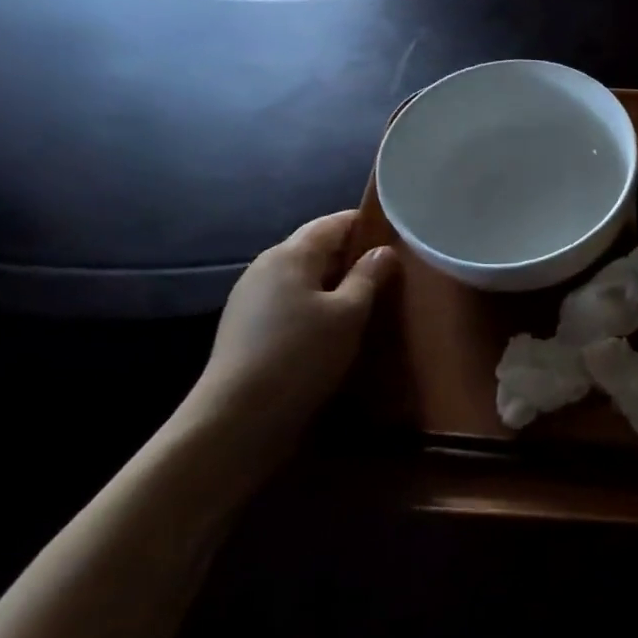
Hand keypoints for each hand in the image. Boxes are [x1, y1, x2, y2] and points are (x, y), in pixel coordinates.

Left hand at [186, 211, 398, 445]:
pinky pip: (290, 300)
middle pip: (316, 248)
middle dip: (352, 255)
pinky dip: (316, 303)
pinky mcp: (246, 325)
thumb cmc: (302, 354)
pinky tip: (334, 325)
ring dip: (334, 282)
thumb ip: (368, 277)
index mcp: (290, 254)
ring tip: (369, 299)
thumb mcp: (348, 314)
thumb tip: (383, 251)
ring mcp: (251, 296)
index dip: (367, 224)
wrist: (238, 415)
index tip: (399, 234)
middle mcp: (266, 266)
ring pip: (303, 276)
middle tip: (391, 270)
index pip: (334, 223)